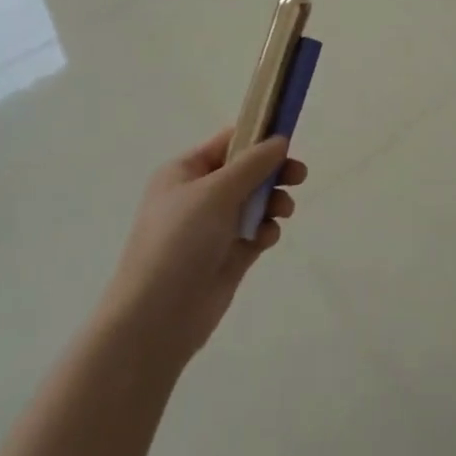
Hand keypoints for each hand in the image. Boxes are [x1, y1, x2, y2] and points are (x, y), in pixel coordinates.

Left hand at [101, 129, 306, 365]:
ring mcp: (213, 227)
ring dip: (273, 201)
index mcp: (185, 171)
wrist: (157, 317)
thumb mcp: (216, 191)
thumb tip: (280, 139)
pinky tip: (267, 238)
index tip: (289, 139)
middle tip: (299, 176)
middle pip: (246, 171)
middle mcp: (198, 195)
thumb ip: (253, 163)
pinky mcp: (227, 256)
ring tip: (284, 211)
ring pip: (255, 202)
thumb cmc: (180, 241)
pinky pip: (255, 232)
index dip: (258, 137)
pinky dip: (266, 230)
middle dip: (273, 172)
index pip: (228, 142)